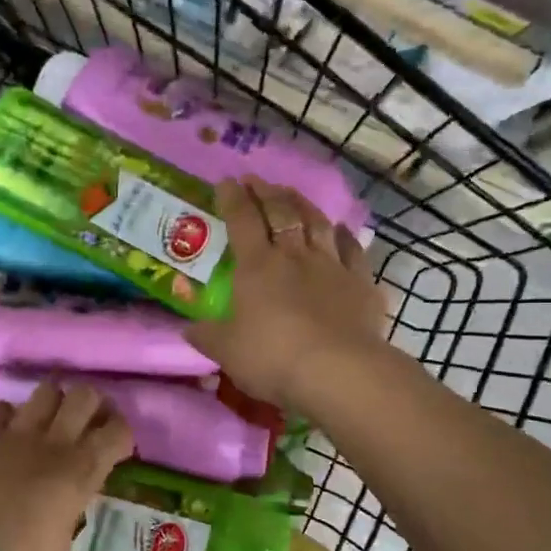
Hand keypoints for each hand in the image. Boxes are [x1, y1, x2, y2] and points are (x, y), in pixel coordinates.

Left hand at [0, 382, 133, 550]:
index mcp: (81, 471)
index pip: (119, 432)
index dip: (121, 434)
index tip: (115, 446)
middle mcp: (56, 441)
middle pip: (86, 396)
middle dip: (92, 403)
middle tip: (87, 420)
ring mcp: (18, 431)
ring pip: (46, 390)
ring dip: (52, 401)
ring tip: (48, 417)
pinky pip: (1, 407)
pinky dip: (6, 416)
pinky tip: (5, 431)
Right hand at [185, 178, 384, 413]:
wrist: (338, 371)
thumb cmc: (272, 357)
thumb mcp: (227, 351)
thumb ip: (207, 336)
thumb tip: (189, 329)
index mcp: (257, 266)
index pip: (241, 220)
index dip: (232, 199)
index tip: (226, 182)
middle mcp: (294, 256)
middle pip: (281, 213)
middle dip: (266, 192)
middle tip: (257, 180)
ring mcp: (331, 266)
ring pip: (317, 223)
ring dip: (303, 204)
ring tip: (293, 194)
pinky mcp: (361, 283)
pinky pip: (353, 250)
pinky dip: (346, 236)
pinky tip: (342, 230)